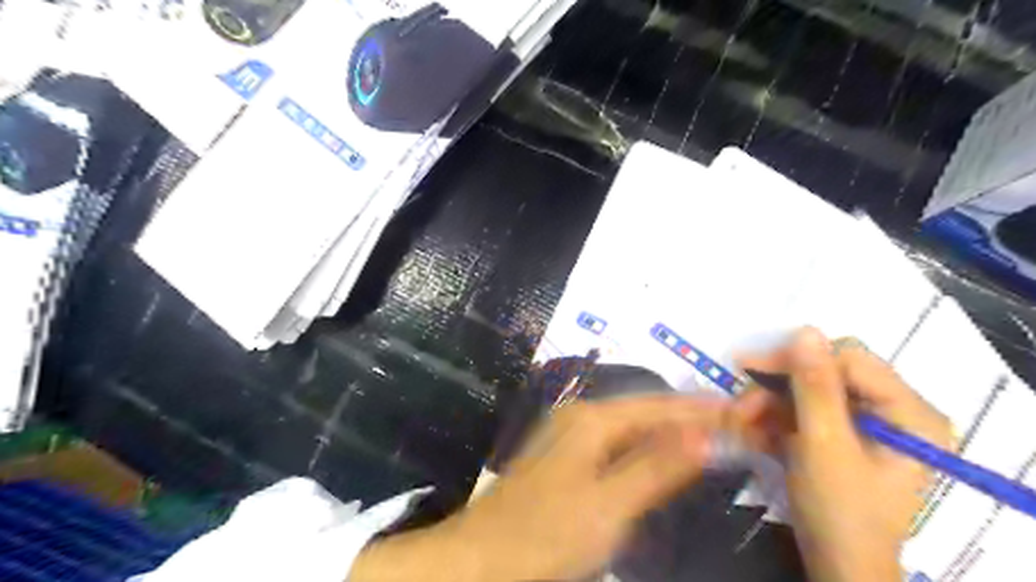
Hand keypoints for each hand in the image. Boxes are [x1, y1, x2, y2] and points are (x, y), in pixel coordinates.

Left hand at [352, 396, 730, 581]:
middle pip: (645, 410)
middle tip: (734, 421)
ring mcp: (570, 434)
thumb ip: (657, 466)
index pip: (659, 405)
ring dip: (669, 429)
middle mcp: (581, 416)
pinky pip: (617, 442)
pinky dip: (646, 446)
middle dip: (688, 415)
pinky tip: (661, 453)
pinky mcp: (566, 455)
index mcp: (592, 419)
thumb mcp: (610, 504)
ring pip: (631, 425)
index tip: (744, 408)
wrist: (483, 556)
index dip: (701, 407)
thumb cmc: (546, 532)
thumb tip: (705, 432)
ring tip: (709, 433)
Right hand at [736, 330, 953, 581]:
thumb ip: (814, 386)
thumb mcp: (824, 445)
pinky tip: (752, 431)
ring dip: (769, 405)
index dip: (798, 359)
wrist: (838, 567)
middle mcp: (892, 411)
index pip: (849, 358)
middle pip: (826, 373)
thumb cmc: (840, 511)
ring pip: (807, 392)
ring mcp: (865, 424)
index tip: (748, 367)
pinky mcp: (841, 435)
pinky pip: (803, 412)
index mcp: (909, 412)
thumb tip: (805, 329)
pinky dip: (775, 420)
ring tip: (739, 422)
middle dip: (778, 387)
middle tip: (739, 403)